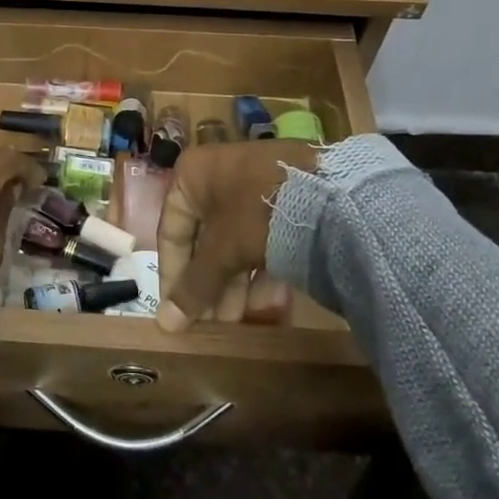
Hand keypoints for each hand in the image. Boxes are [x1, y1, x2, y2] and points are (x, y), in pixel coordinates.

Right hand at [156, 140, 318, 332]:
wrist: (333, 191)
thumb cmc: (257, 213)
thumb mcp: (222, 252)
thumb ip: (194, 287)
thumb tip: (165, 324)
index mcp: (193, 175)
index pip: (171, 231)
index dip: (172, 275)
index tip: (176, 311)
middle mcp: (220, 174)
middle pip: (205, 239)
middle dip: (209, 285)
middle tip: (213, 322)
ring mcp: (256, 184)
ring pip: (236, 241)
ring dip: (235, 284)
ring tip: (240, 320)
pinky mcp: (288, 198)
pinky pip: (264, 237)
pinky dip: (262, 271)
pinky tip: (269, 305)